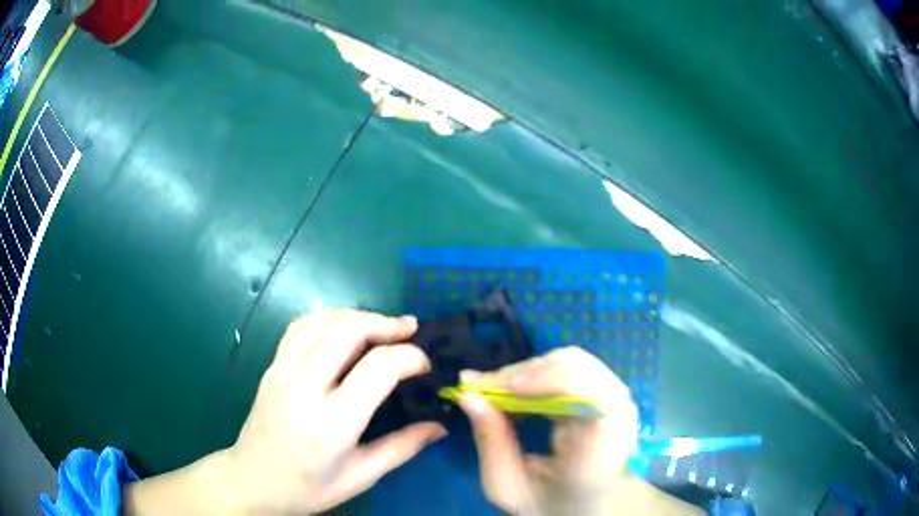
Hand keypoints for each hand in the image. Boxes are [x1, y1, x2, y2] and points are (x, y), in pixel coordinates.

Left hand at [227, 309, 445, 512]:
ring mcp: (282, 372)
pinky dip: (327, 317)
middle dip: (386, 323)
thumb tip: (439, 426)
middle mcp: (304, 388)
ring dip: (358, 315)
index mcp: (332, 423)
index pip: (378, 368)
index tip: (425, 364)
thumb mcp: (360, 477)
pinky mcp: (271, 366)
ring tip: (383, 324)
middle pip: (349, 330)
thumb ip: (402, 448)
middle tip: (410, 328)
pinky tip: (342, 327)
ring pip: (323, 321)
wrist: (252, 481)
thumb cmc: (308, 488)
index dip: (410, 357)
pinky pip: (300, 326)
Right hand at [456, 346, 639, 514]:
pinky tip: (518, 394)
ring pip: (572, 360)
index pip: (586, 390)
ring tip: (497, 393)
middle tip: (483, 389)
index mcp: (601, 447)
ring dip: (528, 372)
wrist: (589, 507)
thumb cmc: (549, 504)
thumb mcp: (507, 487)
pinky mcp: (611, 392)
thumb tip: (467, 395)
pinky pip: (574, 367)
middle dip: (523, 374)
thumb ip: (490, 442)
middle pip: (575, 366)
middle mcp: (620, 413)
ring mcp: (619, 399)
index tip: (496, 389)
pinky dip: (539, 375)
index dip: (541, 379)